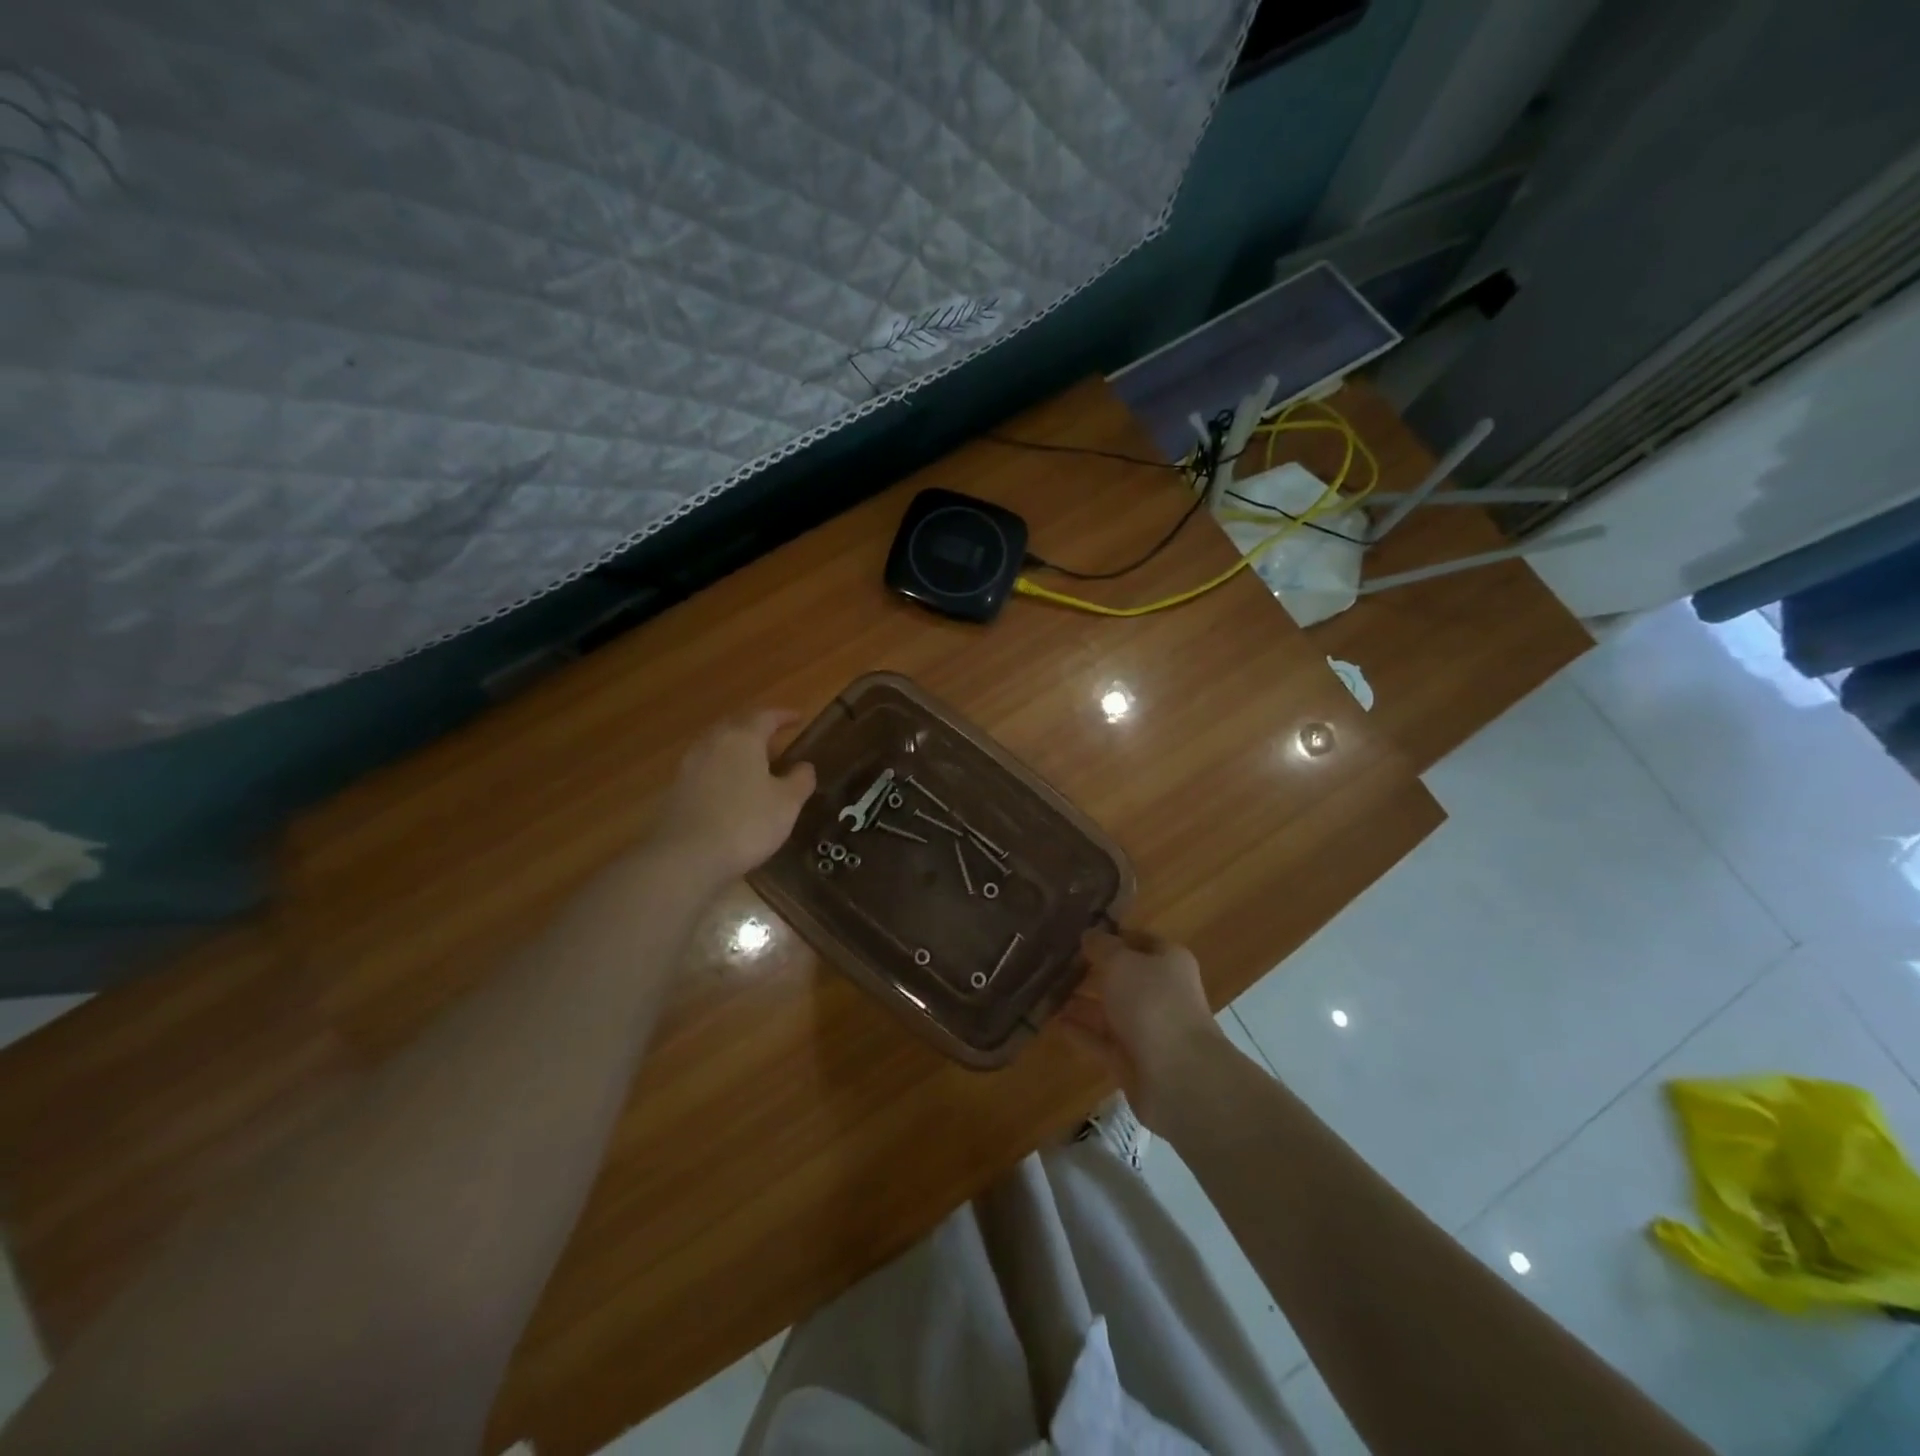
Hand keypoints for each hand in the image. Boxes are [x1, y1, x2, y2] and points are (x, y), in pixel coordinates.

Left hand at [649, 711, 816, 883]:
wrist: (685, 857)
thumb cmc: (746, 823)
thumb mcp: (787, 804)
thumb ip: (800, 780)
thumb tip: (804, 766)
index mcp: (742, 739)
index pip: (765, 716)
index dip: (784, 716)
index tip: (799, 718)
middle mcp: (712, 744)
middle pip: (736, 726)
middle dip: (757, 730)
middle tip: (776, 740)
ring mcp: (689, 766)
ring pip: (717, 747)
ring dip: (737, 751)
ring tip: (755, 765)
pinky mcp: (676, 790)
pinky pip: (705, 770)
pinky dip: (722, 772)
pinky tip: (731, 790)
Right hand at [1058, 927, 1224, 1130]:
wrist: (1177, 1076)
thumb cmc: (1152, 1003)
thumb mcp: (1121, 962)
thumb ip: (1102, 947)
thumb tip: (1089, 935)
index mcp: (1169, 962)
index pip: (1139, 941)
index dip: (1112, 936)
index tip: (1079, 933)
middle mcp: (1161, 993)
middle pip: (1123, 977)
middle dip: (1092, 970)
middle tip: (1054, 961)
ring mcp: (1147, 1029)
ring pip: (1109, 1010)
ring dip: (1081, 1001)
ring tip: (1045, 989)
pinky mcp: (1131, 1060)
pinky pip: (1100, 1040)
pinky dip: (1080, 1031)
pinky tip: (1052, 1020)